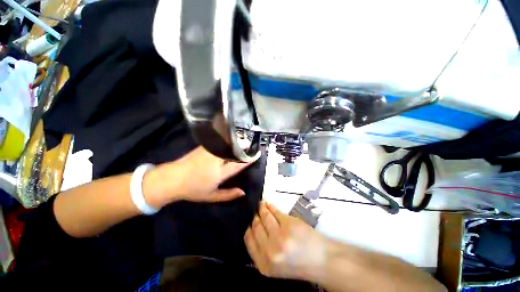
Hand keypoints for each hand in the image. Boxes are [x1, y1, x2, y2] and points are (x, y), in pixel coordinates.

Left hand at [144, 146, 251, 207]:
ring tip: (244, 141)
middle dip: (245, 147)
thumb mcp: (212, 196)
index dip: (249, 159)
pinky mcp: (205, 146)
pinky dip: (228, 140)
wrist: (172, 179)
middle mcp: (217, 159)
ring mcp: (210, 151)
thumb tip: (243, 192)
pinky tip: (231, 140)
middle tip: (252, 145)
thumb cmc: (193, 189)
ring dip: (237, 142)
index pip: (239, 164)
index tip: (257, 154)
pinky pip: (220, 142)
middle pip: (235, 151)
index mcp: (220, 172)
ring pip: (228, 144)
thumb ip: (229, 194)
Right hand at [244, 201, 328, 281]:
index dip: (248, 227)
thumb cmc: (298, 263)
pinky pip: (275, 211)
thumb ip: (261, 250)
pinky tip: (268, 204)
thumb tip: (252, 227)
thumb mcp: (274, 265)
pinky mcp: (289, 224)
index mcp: (263, 264)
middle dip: (255, 216)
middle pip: (255, 226)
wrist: (321, 261)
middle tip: (255, 210)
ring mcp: (280, 236)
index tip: (249, 220)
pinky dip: (270, 206)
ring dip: (262, 208)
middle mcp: (270, 251)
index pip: (248, 239)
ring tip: (261, 204)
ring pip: (264, 216)